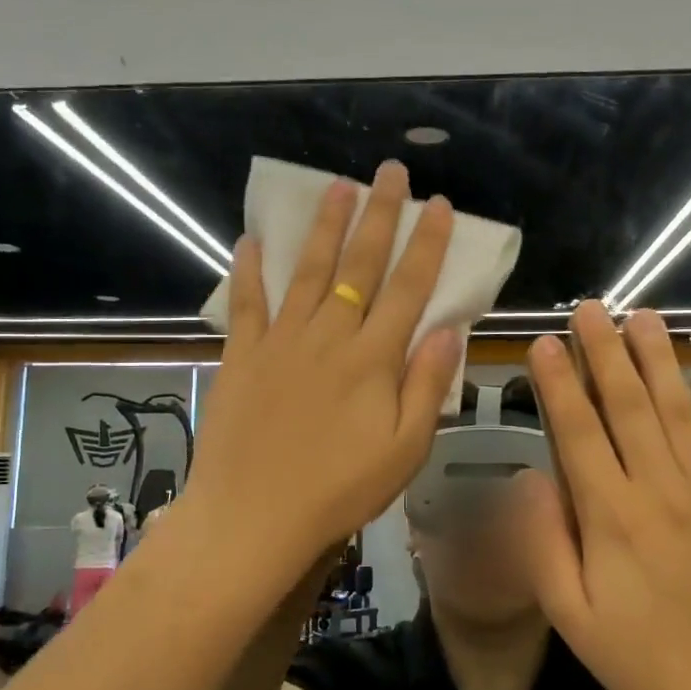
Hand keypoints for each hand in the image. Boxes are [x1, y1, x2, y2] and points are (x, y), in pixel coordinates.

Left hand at [188, 161, 461, 574]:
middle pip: (360, 266)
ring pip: (309, 271)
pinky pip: (247, 303)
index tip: (440, 205)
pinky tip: (252, 240)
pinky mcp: (243, 355)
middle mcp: (329, 337)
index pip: (409, 288)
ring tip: (339, 186)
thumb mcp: (404, 451)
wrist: (252, 517)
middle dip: (380, 215)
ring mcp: (281, 341)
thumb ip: (427, 386)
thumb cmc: (338, 490)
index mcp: (373, 360)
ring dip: (326, 227)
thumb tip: (448, 329)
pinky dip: (249, 270)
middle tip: (391, 172)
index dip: (427, 244)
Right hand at [514, 303, 690, 689]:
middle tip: (591, 308)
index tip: (544, 342)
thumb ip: (543, 541)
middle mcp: (660, 491)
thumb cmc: (640, 660)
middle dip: (605, 353)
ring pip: (678, 412)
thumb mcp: (569, 615)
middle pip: (628, 407)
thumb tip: (527, 476)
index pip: (578, 432)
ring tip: (644, 317)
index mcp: (611, 516)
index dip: (559, 383)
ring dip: (658, 361)